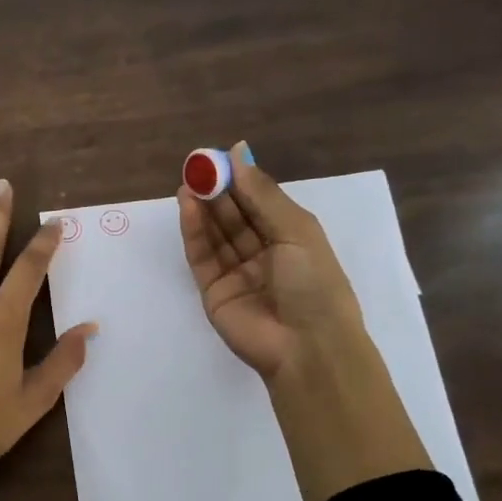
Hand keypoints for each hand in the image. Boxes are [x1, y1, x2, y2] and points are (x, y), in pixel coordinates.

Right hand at [177, 142, 363, 384]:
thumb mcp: (296, 231)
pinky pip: (201, 256)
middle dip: (217, 190)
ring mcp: (236, 273)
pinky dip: (194, 231)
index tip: (219, 156)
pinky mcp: (213, 291)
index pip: (259, 202)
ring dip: (202, 207)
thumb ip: (262, 193)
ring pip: (216, 234)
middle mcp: (263, 254)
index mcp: (291, 239)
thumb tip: (238, 152)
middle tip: (197, 165)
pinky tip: (187, 207)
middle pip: (234, 216)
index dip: (240, 179)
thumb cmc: (314, 284)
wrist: (307, 348)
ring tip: (189, 181)